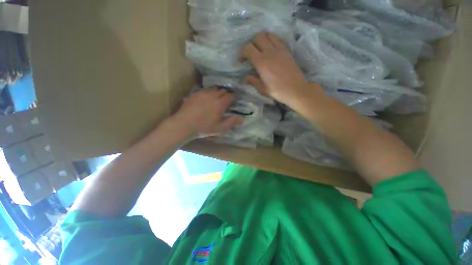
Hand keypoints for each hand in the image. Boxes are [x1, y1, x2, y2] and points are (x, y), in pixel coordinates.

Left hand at [171, 88, 242, 137]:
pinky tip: (207, 99)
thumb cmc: (204, 128)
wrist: (184, 124)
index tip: (234, 101)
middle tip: (226, 100)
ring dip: (218, 92)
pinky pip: (205, 90)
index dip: (234, 97)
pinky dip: (209, 93)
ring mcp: (203, 93)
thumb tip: (242, 117)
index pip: (230, 96)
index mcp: (220, 104)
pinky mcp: (195, 93)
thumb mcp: (220, 128)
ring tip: (217, 98)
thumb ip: (232, 122)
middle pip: (223, 90)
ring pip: (214, 89)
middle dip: (226, 94)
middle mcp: (213, 95)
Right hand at [241, 32, 319, 104]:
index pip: (248, 49)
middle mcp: (270, 52)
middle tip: (251, 54)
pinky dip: (271, 40)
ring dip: (261, 39)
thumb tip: (245, 78)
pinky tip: (270, 50)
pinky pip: (277, 39)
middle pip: (258, 37)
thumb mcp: (262, 89)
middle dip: (251, 44)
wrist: (296, 89)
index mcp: (262, 63)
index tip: (242, 60)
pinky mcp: (286, 50)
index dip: (242, 53)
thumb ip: (253, 81)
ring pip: (268, 35)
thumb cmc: (278, 91)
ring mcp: (280, 49)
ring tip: (260, 49)